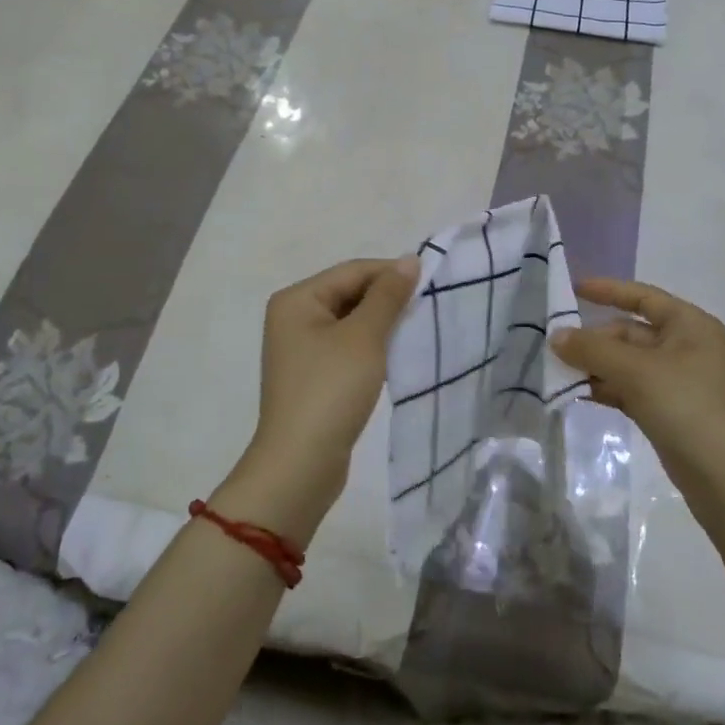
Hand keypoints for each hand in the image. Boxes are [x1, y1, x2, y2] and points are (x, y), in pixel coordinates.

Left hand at [219, 256, 419, 540]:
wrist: (300, 464)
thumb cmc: (331, 391)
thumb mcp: (364, 337)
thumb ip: (388, 296)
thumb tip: (409, 260)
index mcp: (297, 299)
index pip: (352, 271)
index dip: (391, 274)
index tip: (431, 284)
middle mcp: (294, 316)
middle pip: (349, 292)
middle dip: (387, 298)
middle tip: (427, 308)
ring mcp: (301, 347)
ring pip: (351, 320)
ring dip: (382, 322)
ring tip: (416, 329)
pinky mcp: (313, 373)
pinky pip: (347, 345)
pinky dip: (371, 345)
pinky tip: (394, 353)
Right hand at [552, 278, 724, 520]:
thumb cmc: (688, 408)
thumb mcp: (638, 372)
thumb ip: (593, 350)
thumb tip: (556, 336)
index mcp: (690, 325)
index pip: (643, 297)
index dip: (608, 290)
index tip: (573, 289)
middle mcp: (685, 347)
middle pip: (630, 332)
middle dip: (594, 338)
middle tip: (555, 347)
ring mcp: (677, 381)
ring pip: (627, 363)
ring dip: (596, 365)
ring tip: (558, 371)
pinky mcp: (668, 411)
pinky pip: (629, 388)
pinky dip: (606, 388)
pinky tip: (578, 393)